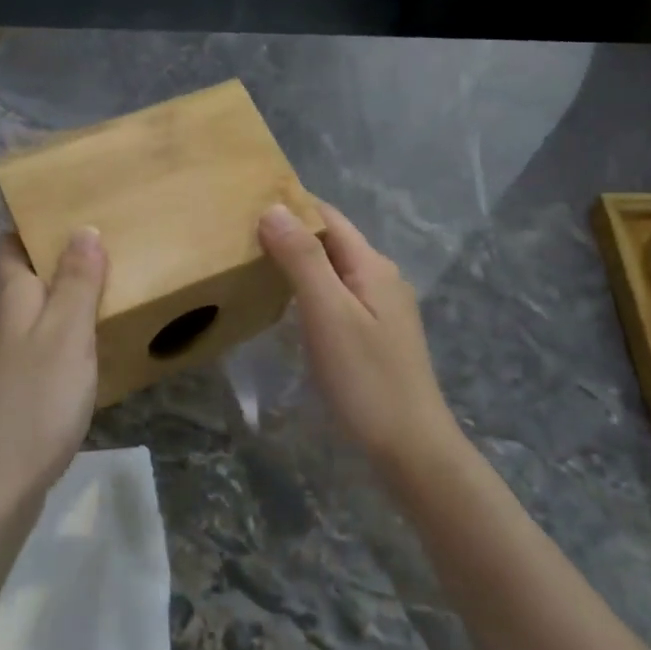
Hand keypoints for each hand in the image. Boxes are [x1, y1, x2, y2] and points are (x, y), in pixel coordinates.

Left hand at [0, 229, 107, 510]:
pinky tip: (87, 355)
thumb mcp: (67, 335)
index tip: (69, 211)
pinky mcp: (7, 396)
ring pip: (31, 318)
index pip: (11, 247)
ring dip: (61, 303)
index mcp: (11, 301)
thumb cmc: (34, 402)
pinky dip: (61, 341)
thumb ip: (77, 283)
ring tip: (106, 295)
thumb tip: (83, 228)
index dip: (32, 226)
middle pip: (22, 281)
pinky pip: (36, 352)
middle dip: (56, 263)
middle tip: (106, 250)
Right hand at [259, 201, 461, 469]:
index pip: (329, 218)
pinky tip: (287, 306)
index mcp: (373, 266)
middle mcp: (381, 279)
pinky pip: (337, 297)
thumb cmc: (366, 378)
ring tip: (254, 264)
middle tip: (240, 234)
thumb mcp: (328, 313)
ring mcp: (381, 310)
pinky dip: (309, 290)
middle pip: (333, 242)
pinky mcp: (375, 337)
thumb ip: (302, 260)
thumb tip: (273, 208)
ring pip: (334, 271)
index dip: (292, 205)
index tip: (246, 201)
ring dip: (299, 262)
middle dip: (291, 232)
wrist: (410, 447)